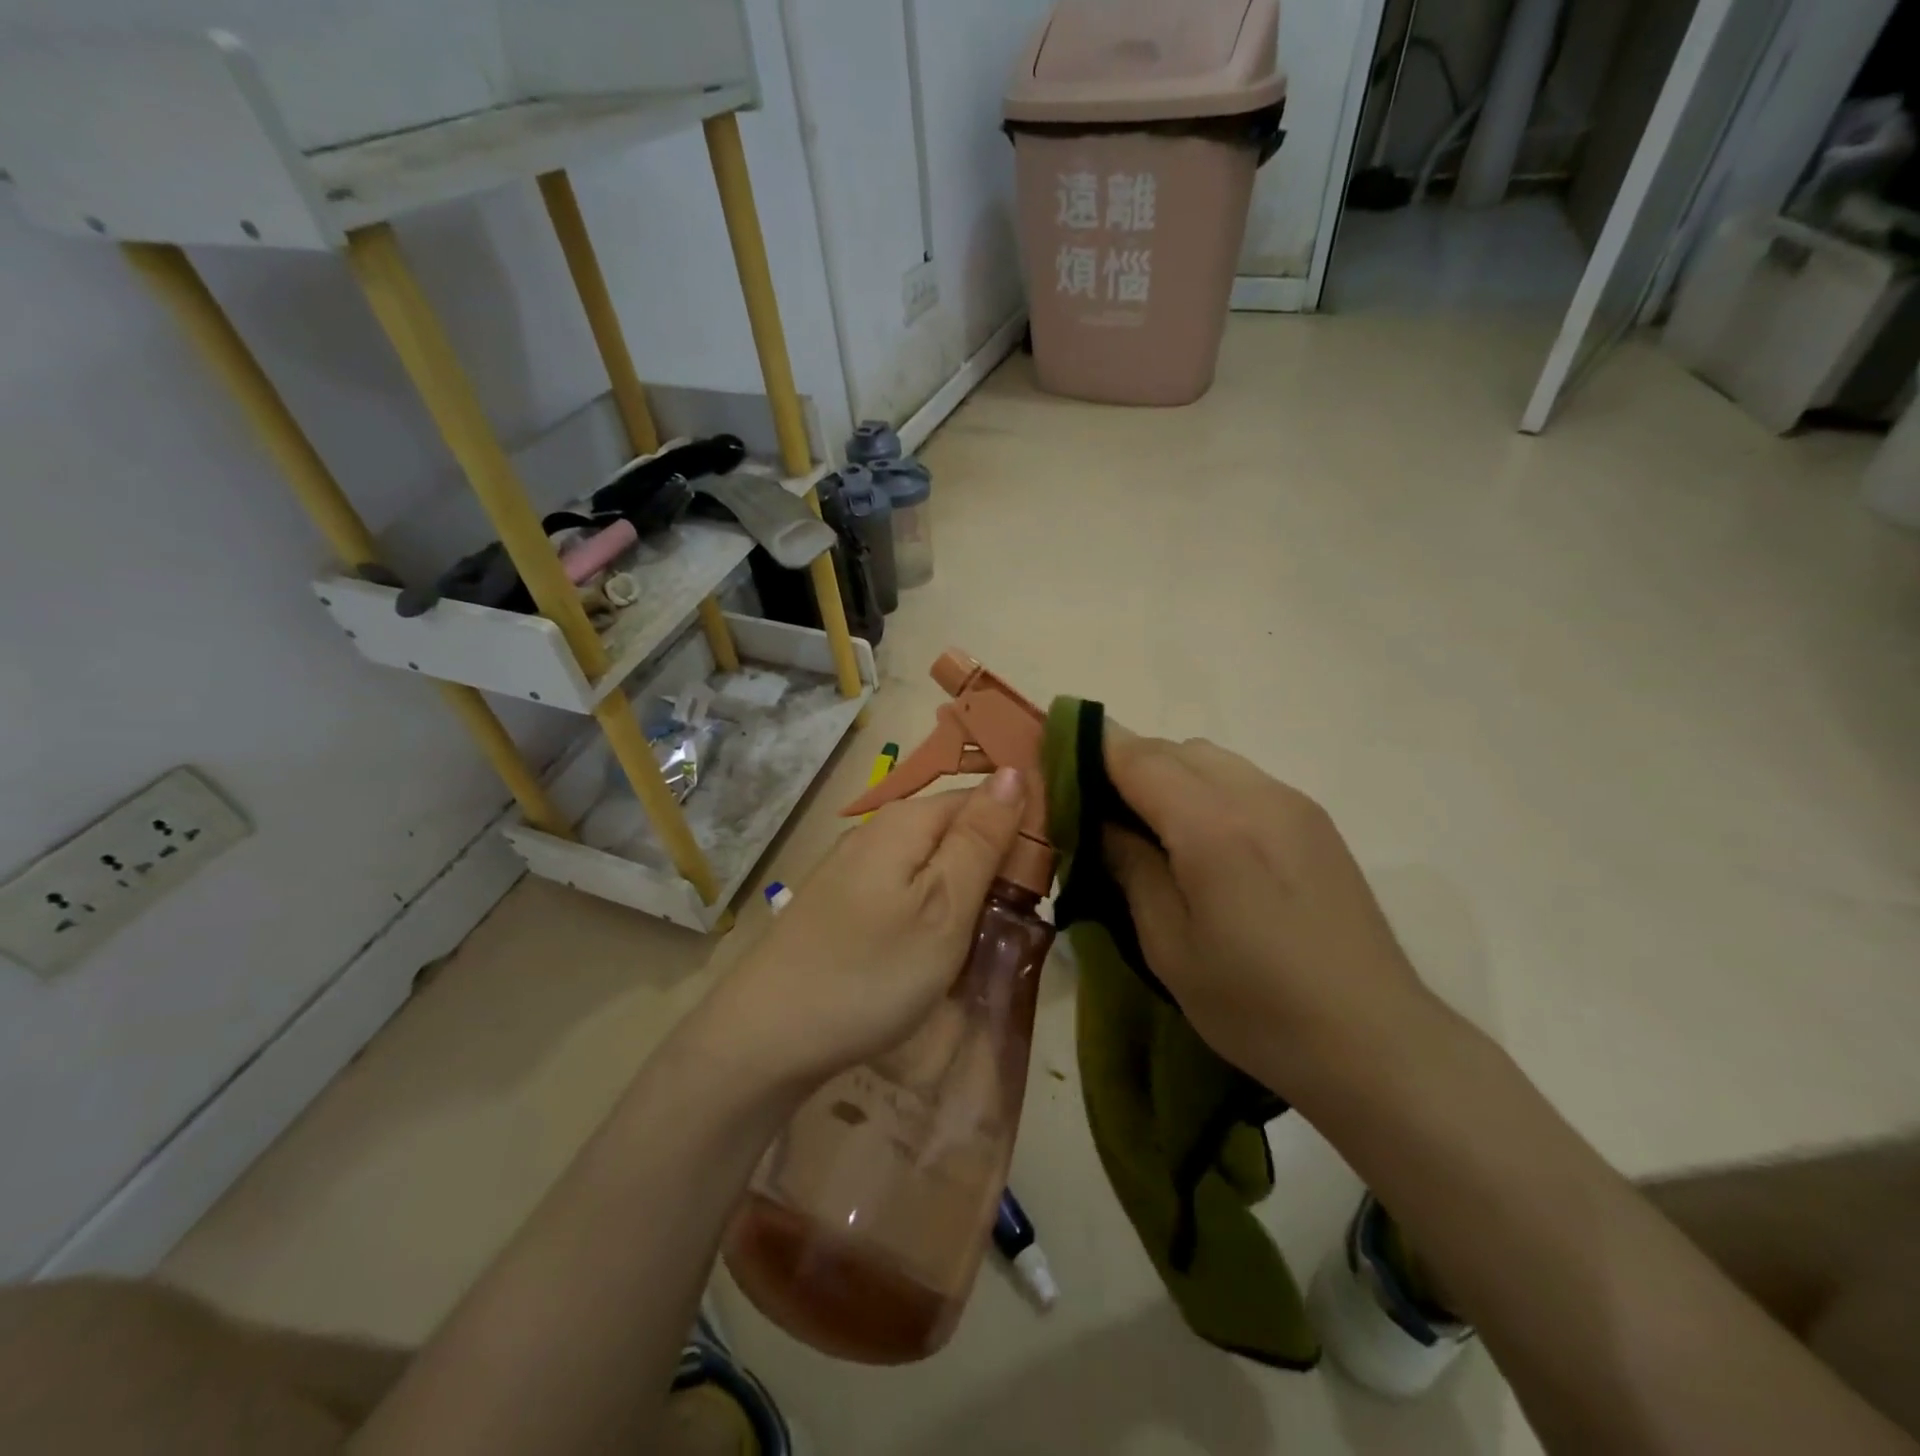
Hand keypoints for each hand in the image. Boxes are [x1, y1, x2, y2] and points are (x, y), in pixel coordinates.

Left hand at [703, 766, 1026, 1093]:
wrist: (768, 1035)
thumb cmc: (871, 972)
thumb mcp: (944, 906)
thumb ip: (981, 838)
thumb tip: (1016, 771)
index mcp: (908, 820)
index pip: (984, 798)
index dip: (1021, 831)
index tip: (1047, 883)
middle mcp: (878, 830)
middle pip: (956, 829)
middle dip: (993, 866)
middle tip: (1015, 922)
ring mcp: (855, 866)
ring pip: (932, 862)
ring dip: (964, 892)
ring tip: (980, 940)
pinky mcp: (843, 901)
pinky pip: (905, 888)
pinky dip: (931, 910)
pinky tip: (934, 947)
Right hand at [1101, 730, 1428, 1085]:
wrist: (1375, 1043)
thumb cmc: (1256, 1007)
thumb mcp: (1169, 947)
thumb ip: (1131, 869)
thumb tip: (1103, 822)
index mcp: (1212, 827)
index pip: (1137, 757)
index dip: (1092, 747)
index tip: (1057, 756)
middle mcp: (1256, 796)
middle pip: (1174, 749)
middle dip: (1128, 764)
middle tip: (1099, 811)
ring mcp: (1293, 804)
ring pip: (1211, 759)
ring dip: (1170, 774)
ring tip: (1150, 827)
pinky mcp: (1316, 821)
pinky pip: (1244, 779)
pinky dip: (1208, 789)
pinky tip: (1205, 841)